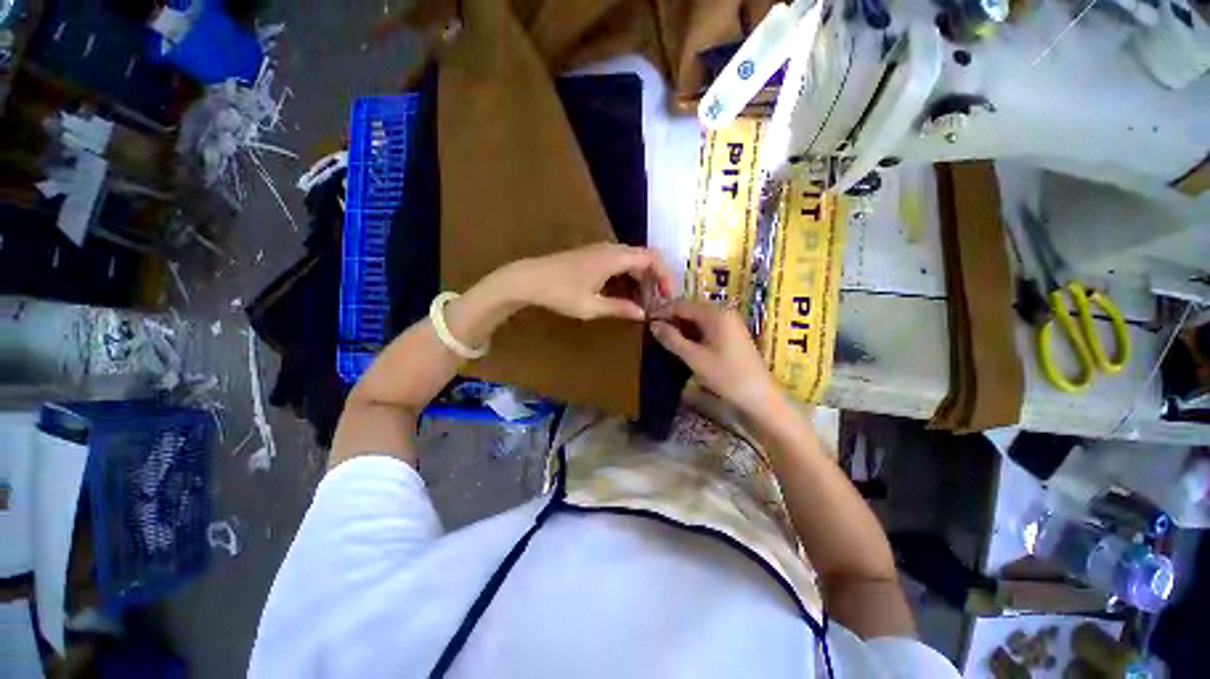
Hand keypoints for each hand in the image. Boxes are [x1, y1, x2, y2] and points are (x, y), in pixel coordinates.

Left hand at [507, 243, 673, 321]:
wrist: (529, 279)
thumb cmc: (560, 293)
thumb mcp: (592, 306)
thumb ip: (620, 308)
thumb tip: (643, 314)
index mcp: (614, 258)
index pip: (651, 259)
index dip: (664, 275)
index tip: (667, 295)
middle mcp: (610, 249)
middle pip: (643, 257)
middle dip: (654, 277)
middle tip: (658, 300)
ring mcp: (600, 250)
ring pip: (631, 259)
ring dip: (641, 277)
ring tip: (644, 300)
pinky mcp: (591, 255)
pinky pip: (619, 261)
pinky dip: (628, 275)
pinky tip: (625, 292)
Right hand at [650, 299, 777, 408]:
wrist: (759, 398)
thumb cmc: (726, 376)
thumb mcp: (694, 357)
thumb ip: (672, 339)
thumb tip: (653, 324)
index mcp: (715, 313)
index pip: (682, 304)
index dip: (662, 311)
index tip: (645, 321)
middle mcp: (723, 312)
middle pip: (690, 309)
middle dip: (671, 318)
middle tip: (652, 331)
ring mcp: (729, 324)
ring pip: (698, 319)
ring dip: (681, 327)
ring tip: (663, 338)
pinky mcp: (731, 335)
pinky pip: (706, 328)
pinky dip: (692, 333)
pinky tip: (682, 344)